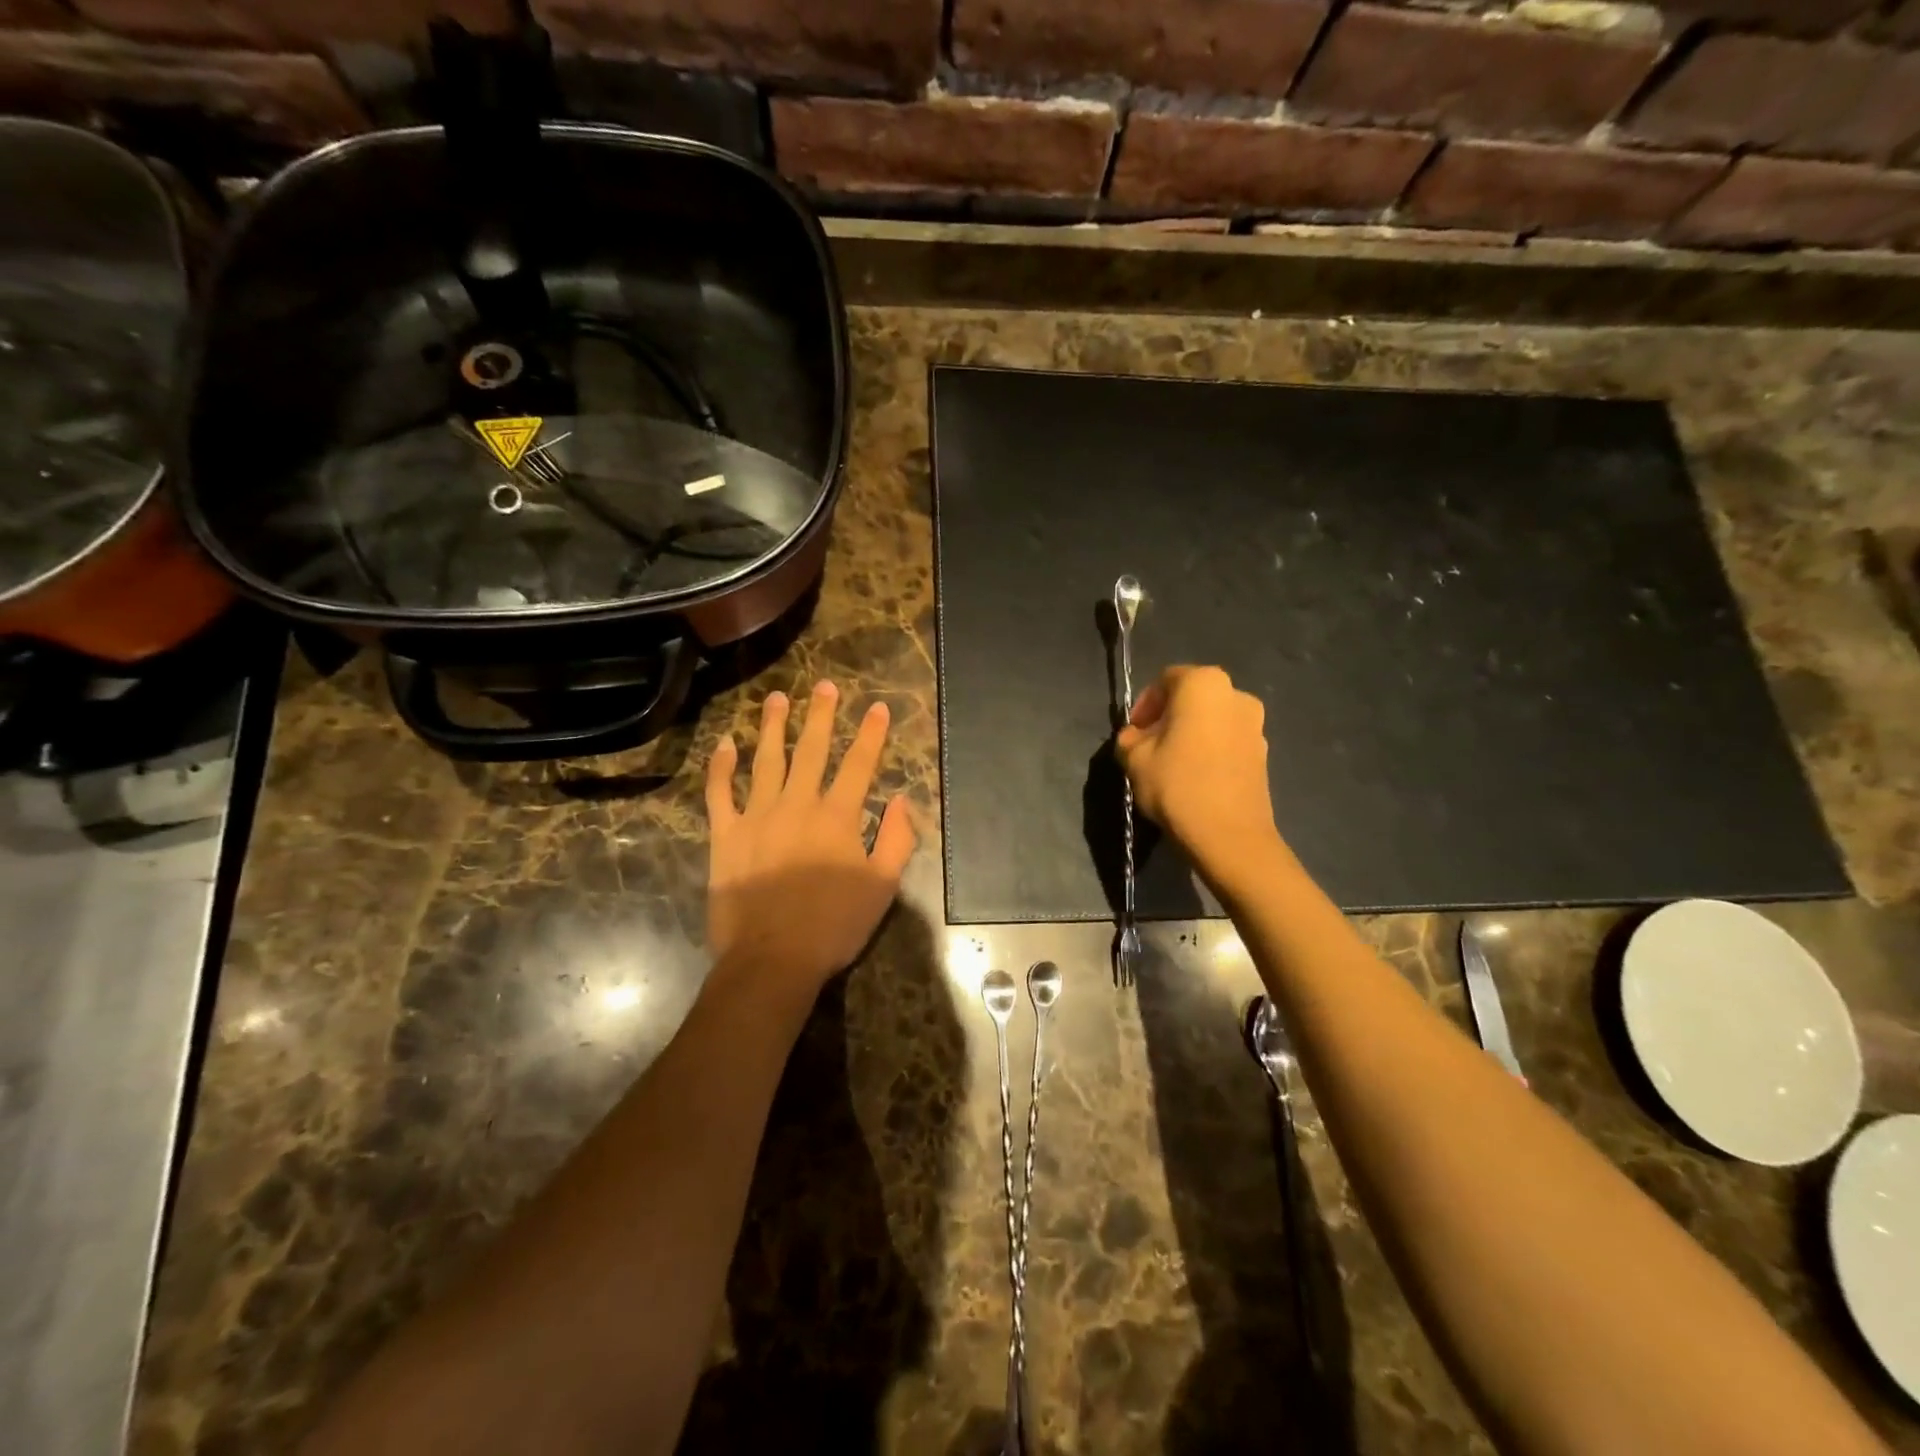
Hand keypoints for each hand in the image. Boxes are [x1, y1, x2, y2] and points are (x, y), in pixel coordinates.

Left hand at [704, 680, 916, 995]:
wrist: (772, 958)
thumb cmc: (834, 925)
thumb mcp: (882, 887)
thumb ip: (897, 840)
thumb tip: (903, 800)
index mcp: (838, 816)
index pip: (859, 764)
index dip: (870, 733)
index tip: (876, 707)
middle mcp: (798, 804)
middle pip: (812, 750)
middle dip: (820, 715)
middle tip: (823, 685)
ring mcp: (757, 816)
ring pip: (766, 760)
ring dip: (773, 726)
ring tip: (777, 698)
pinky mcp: (726, 834)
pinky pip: (720, 792)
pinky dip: (721, 766)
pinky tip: (725, 743)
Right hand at [1116, 665, 1282, 876]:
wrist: (1229, 835)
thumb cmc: (1176, 785)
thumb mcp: (1134, 759)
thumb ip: (1129, 738)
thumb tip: (1135, 738)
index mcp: (1203, 684)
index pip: (1165, 680)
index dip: (1144, 705)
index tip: (1132, 734)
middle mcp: (1236, 694)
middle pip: (1192, 697)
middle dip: (1168, 717)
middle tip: (1148, 746)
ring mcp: (1255, 723)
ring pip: (1211, 719)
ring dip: (1190, 733)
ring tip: (1171, 764)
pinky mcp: (1264, 752)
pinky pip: (1227, 740)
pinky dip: (1210, 749)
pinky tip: (1195, 776)